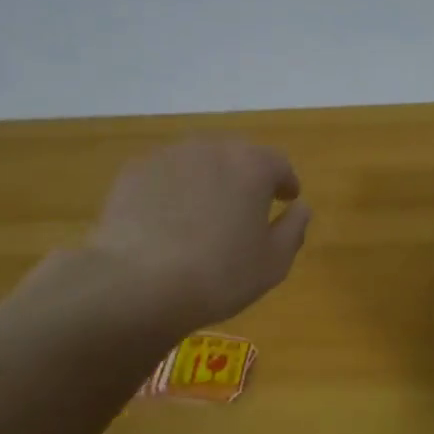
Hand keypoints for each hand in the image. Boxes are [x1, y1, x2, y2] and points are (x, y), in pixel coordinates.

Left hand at [86, 140, 310, 328]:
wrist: (139, 283)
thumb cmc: (220, 274)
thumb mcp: (273, 262)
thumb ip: (294, 228)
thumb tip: (301, 208)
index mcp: (252, 166)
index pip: (278, 163)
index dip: (285, 182)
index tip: (286, 199)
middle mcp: (211, 149)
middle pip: (236, 157)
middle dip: (245, 178)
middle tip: (246, 208)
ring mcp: (168, 157)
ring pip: (198, 164)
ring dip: (207, 182)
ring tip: (204, 216)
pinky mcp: (133, 173)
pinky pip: (165, 177)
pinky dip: (173, 192)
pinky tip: (168, 222)